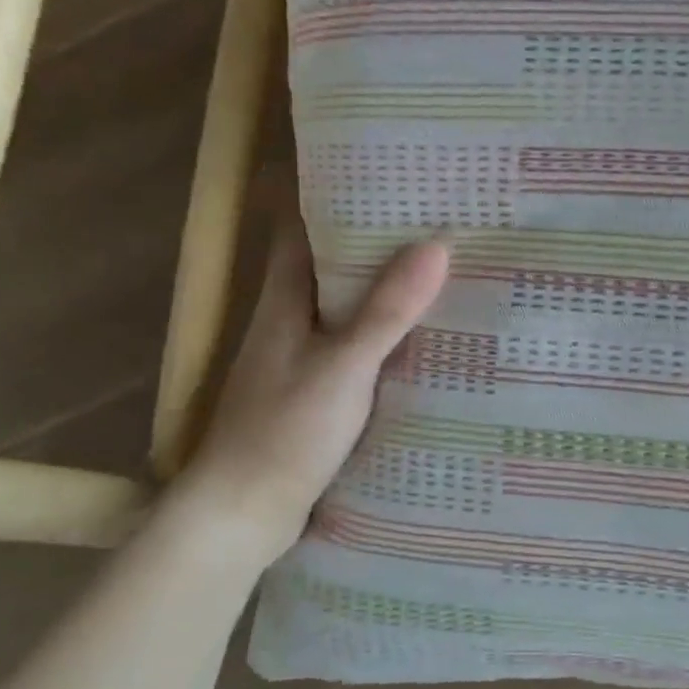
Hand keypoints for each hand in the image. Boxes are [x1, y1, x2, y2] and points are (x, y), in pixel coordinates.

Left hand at [171, 214, 448, 567]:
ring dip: (387, 287)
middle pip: (333, 264)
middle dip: (377, 239)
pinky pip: (362, 347)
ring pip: (350, 307)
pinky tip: (428, 336)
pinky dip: (390, 333)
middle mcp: (292, 322)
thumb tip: (436, 245)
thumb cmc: (283, 432)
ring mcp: (305, 360)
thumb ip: (387, 311)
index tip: (384, 172)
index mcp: (285, 302)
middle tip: (437, 216)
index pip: (303, 229)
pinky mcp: (321, 394)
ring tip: (445, 267)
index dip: (335, 195)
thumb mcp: (342, 367)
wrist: (243, 516)